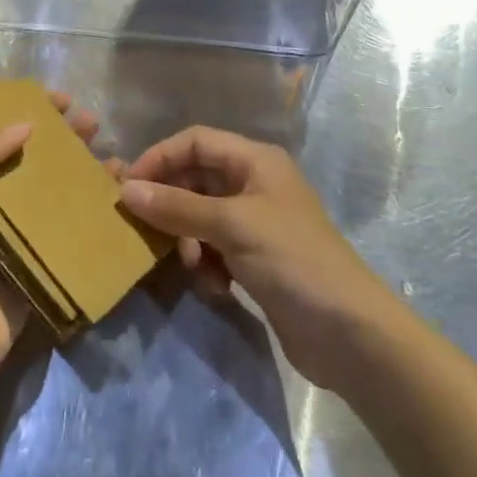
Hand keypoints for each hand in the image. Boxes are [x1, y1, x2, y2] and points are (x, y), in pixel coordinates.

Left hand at [0, 62, 103, 386]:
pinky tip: (110, 177)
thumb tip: (25, 125)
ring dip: (65, 148)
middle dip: (35, 115)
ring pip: (37, 171)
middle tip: (68, 103)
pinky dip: (84, 193)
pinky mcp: (28, 249)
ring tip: (95, 129)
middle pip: (3, 139)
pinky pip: (58, 212)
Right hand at [120, 127, 393, 390]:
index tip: (128, 187)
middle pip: (196, 179)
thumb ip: (177, 206)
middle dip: (172, 204)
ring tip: (192, 266)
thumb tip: (125, 190)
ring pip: (201, 217)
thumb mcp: (232, 226)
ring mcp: (255, 224)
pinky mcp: (256, 261)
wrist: (350, 335)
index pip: (195, 141)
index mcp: (255, 161)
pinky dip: (207, 264)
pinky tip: (215, 287)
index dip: (160, 158)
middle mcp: (254, 184)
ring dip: (189, 240)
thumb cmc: (293, 261)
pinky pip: (214, 249)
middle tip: (145, 231)